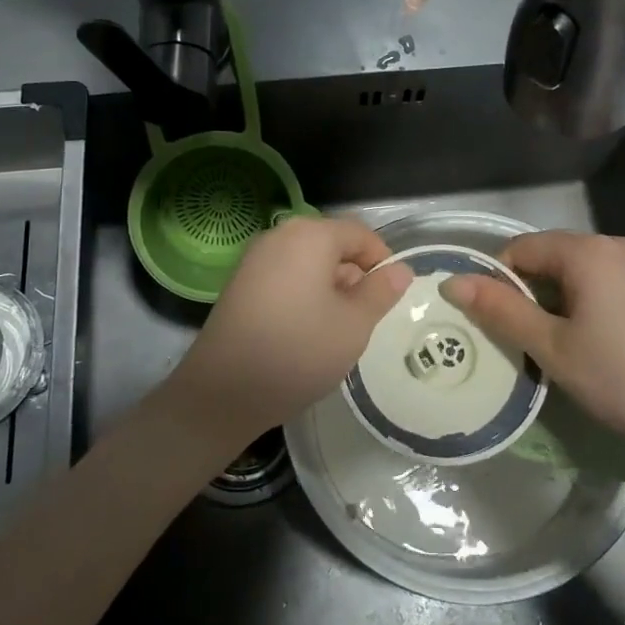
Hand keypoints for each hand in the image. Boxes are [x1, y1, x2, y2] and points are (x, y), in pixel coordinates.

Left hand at [171, 216, 412, 445]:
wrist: (224, 391)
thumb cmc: (300, 350)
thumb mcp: (355, 324)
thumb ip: (381, 291)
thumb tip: (400, 269)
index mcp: (310, 235)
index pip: (360, 234)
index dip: (382, 260)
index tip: (391, 295)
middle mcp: (279, 236)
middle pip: (331, 244)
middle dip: (354, 275)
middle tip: (365, 317)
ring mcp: (254, 259)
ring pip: (307, 262)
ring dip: (329, 286)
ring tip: (336, 328)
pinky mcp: (239, 283)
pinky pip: (284, 276)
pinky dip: (303, 293)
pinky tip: (305, 330)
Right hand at [442, 232, 624, 465]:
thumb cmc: (617, 381)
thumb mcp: (550, 347)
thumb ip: (500, 309)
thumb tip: (453, 281)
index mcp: (589, 253)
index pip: (525, 247)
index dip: (503, 278)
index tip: (504, 317)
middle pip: (564, 253)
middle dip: (544, 285)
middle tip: (542, 334)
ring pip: (600, 265)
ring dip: (581, 289)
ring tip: (584, 336)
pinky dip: (618, 294)